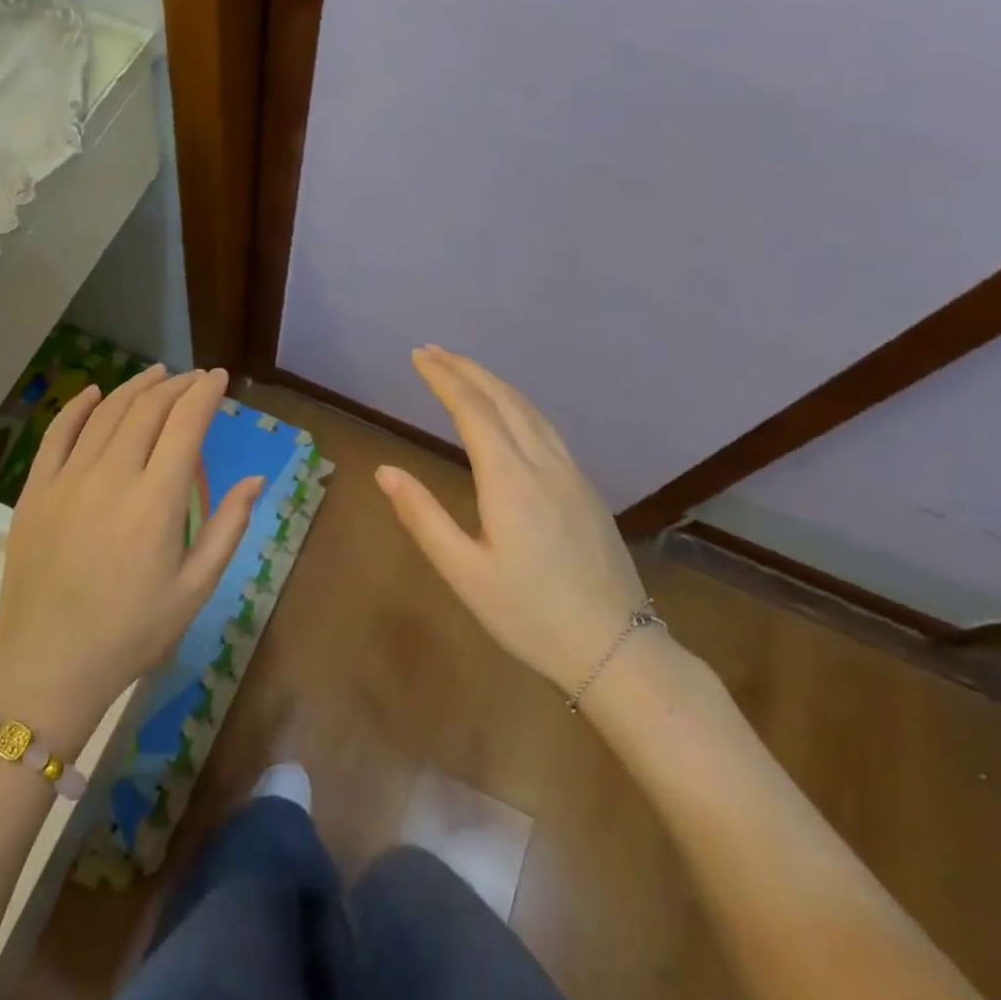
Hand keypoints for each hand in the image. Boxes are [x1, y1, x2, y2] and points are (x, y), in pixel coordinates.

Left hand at [0, 365, 263, 737]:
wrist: (47, 664)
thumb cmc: (131, 632)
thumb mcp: (195, 588)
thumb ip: (228, 527)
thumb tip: (255, 479)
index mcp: (155, 502)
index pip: (185, 425)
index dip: (204, 394)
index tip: (218, 378)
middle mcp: (110, 477)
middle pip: (146, 410)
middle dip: (175, 385)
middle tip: (193, 378)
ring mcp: (66, 480)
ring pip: (105, 413)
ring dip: (135, 387)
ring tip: (157, 374)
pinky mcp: (35, 491)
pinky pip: (57, 434)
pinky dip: (78, 406)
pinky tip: (94, 391)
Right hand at [376, 346, 649, 695]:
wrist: (615, 648)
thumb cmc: (529, 615)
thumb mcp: (463, 572)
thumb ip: (422, 516)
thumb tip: (385, 470)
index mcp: (510, 479)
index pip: (472, 410)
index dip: (443, 378)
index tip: (418, 356)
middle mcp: (543, 463)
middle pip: (503, 399)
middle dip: (466, 369)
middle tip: (432, 351)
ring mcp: (571, 473)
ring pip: (530, 410)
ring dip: (494, 382)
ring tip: (464, 370)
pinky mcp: (585, 489)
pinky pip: (547, 428)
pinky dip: (518, 404)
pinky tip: (510, 411)